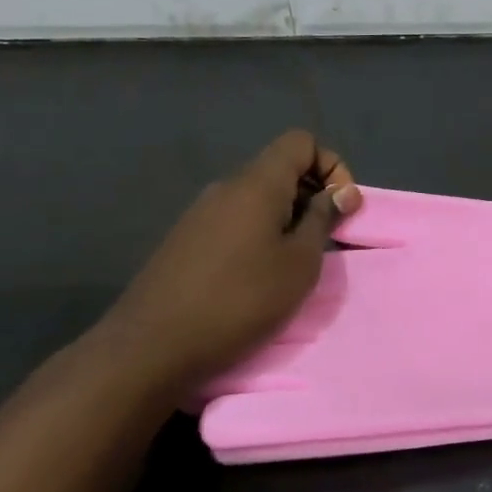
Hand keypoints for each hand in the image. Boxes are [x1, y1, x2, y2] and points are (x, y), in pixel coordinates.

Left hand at [96, 131, 361, 387]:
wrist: (150, 349)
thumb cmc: (241, 299)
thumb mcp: (300, 262)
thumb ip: (323, 219)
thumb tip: (340, 193)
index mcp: (257, 184)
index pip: (301, 142)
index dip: (331, 166)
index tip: (341, 207)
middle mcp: (226, 188)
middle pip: (280, 168)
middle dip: (313, 195)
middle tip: (326, 239)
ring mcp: (200, 214)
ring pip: (258, 198)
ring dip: (287, 218)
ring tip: (294, 262)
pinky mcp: (185, 241)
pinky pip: (235, 220)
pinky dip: (260, 234)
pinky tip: (258, 276)